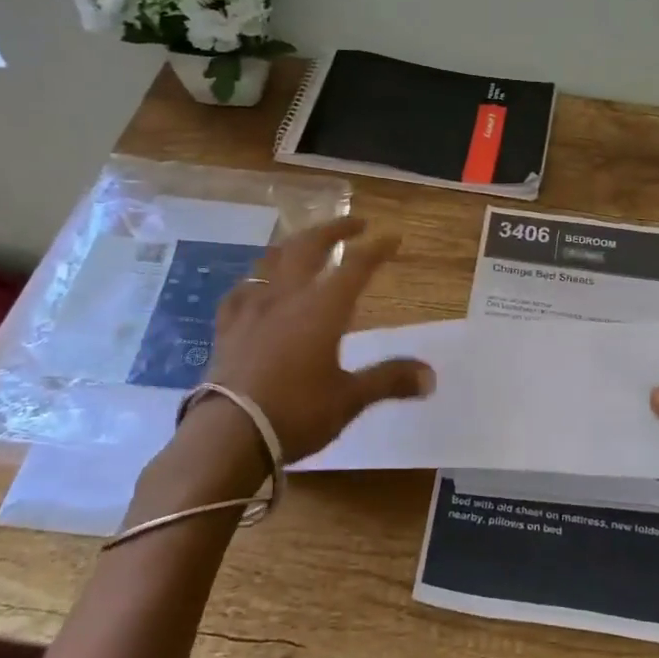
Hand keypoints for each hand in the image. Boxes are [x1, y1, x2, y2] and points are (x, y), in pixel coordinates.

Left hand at [204, 216, 433, 460]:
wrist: (229, 433)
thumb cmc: (296, 412)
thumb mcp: (349, 399)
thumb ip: (389, 380)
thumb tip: (431, 376)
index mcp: (322, 309)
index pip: (356, 266)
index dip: (377, 249)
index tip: (393, 237)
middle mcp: (287, 298)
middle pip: (309, 247)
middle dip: (333, 230)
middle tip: (354, 224)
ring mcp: (252, 309)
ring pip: (271, 261)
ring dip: (293, 245)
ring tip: (305, 244)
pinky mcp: (227, 328)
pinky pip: (240, 292)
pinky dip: (255, 281)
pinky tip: (255, 287)